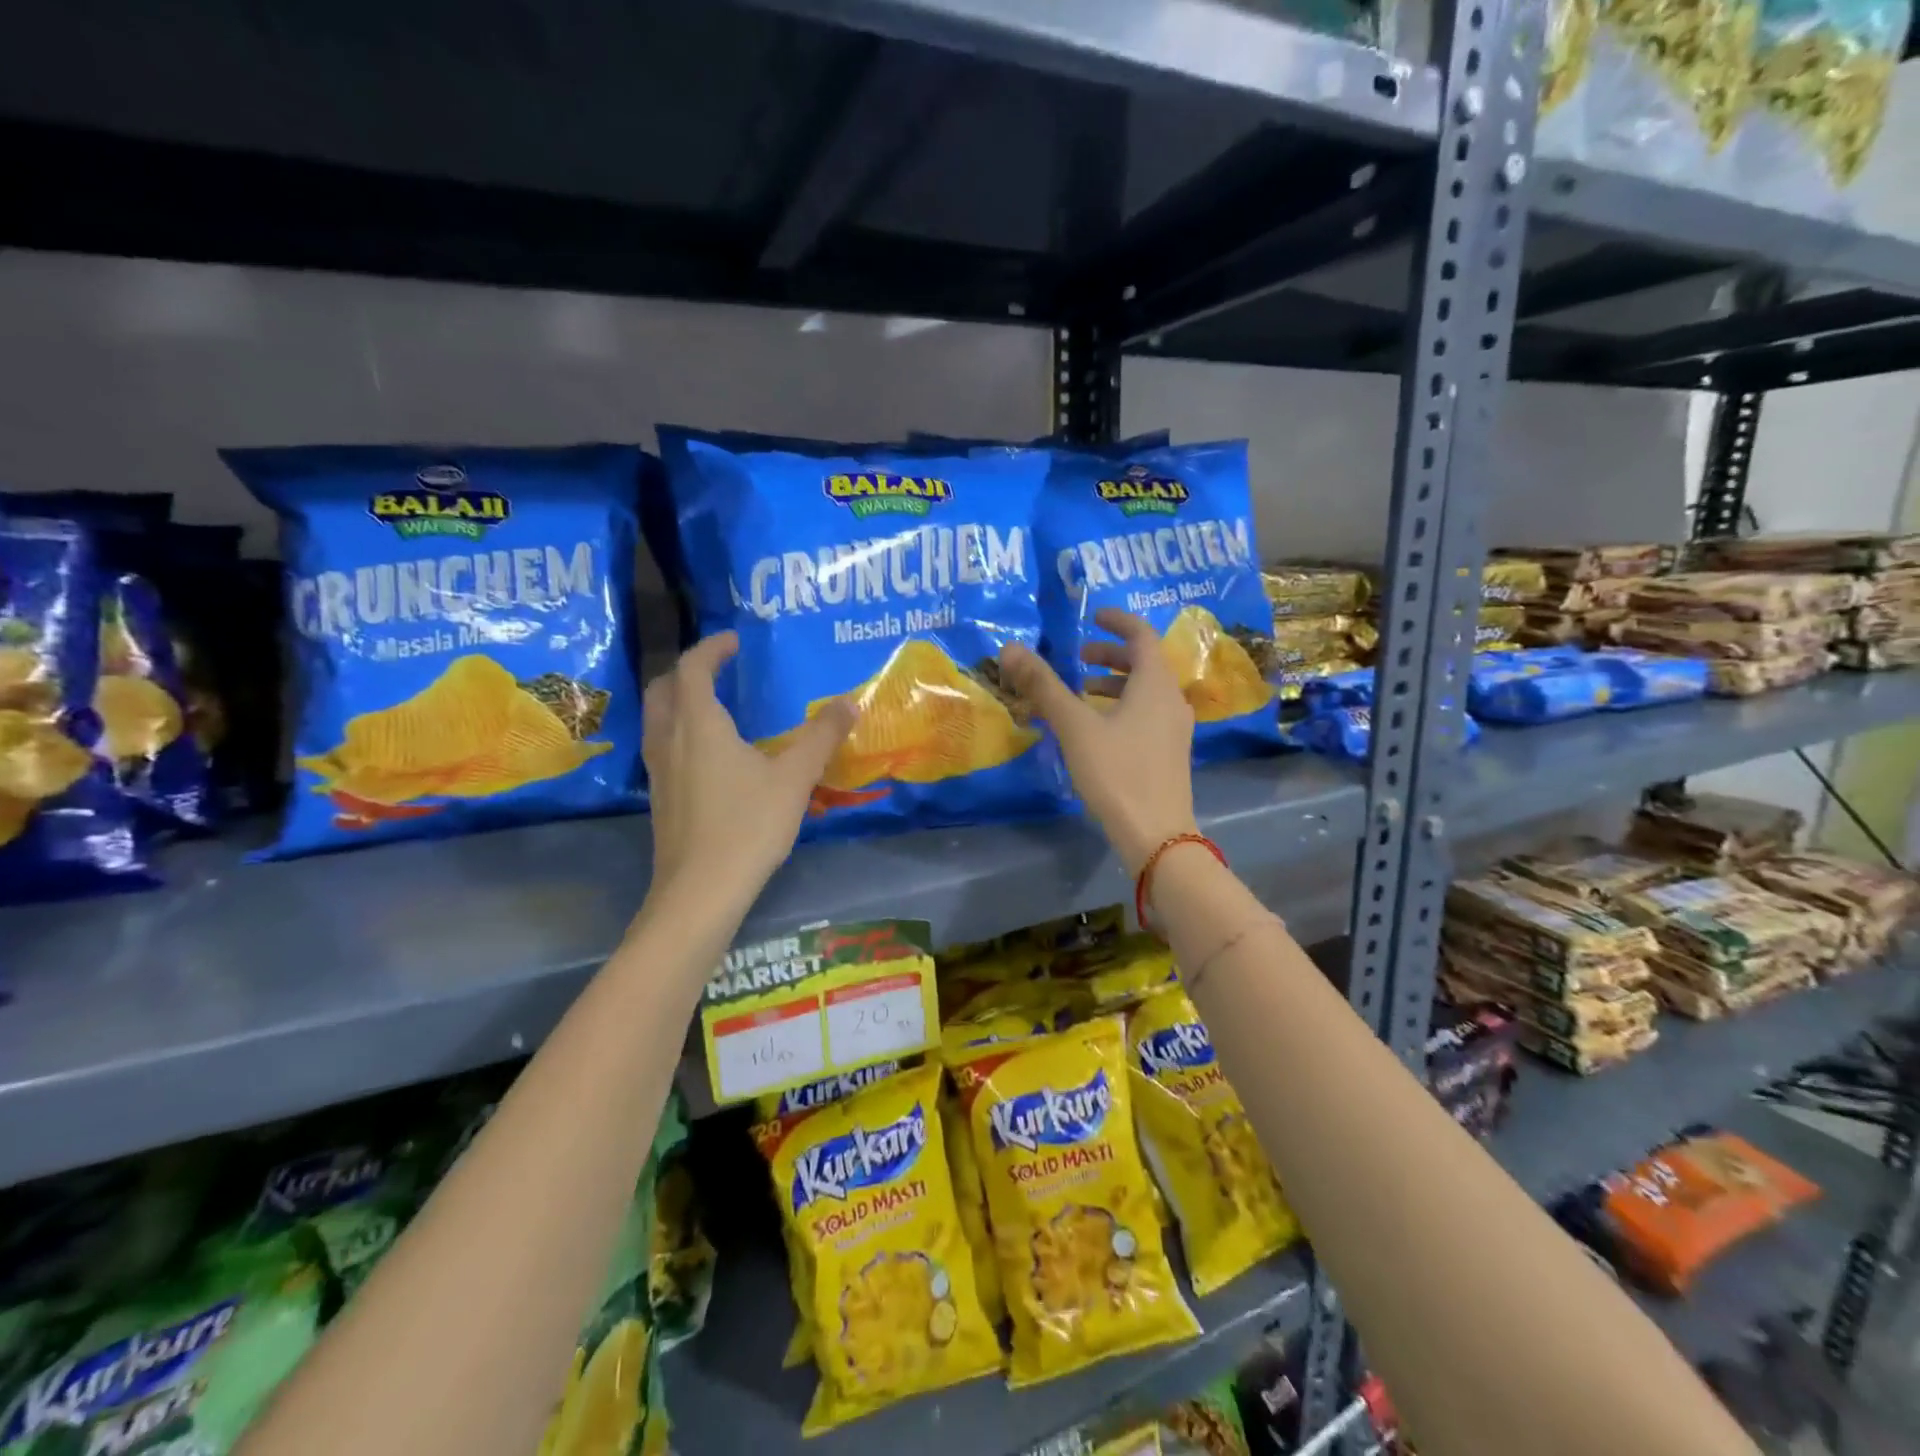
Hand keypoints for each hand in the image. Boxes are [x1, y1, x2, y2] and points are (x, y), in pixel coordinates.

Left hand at [641, 632, 855, 908]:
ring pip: (657, 717)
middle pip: (664, 687)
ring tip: (713, 705)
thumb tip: (849, 703)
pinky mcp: (659, 796)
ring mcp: (658, 769)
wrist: (700, 890)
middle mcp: (668, 738)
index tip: (735, 640)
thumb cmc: (747, 825)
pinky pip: (661, 745)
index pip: (693, 667)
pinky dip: (679, 730)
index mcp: (698, 723)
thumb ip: (821, 737)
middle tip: (718, 669)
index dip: (712, 648)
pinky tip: (708, 754)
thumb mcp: (794, 778)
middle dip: (688, 670)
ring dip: (678, 700)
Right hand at [998, 608, 1196, 874]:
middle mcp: (1172, 699)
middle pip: (1144, 663)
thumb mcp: (1075, 726)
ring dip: (1114, 684)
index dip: (1117, 621)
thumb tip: (1011, 648)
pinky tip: (1097, 729)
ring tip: (1081, 693)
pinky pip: (1147, 713)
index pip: (1141, 635)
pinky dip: (1122, 707)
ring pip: (1145, 691)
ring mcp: (1175, 728)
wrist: (1156, 834)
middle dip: (1109, 656)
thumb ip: (1043, 686)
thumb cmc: (1117, 773)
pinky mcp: (1170, 752)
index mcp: (1155, 683)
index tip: (1092, 617)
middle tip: (1077, 660)